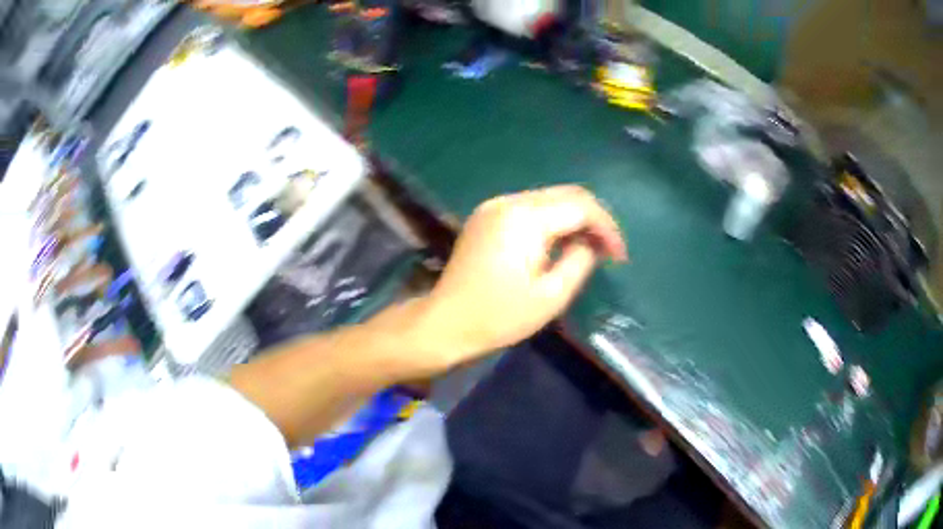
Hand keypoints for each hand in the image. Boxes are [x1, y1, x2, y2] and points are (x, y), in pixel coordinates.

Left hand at [419, 185, 626, 363]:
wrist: (446, 324)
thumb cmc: (499, 316)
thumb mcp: (551, 296)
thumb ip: (581, 260)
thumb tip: (592, 243)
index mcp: (525, 217)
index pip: (580, 206)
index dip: (606, 228)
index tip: (619, 256)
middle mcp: (509, 201)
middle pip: (566, 194)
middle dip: (593, 219)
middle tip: (608, 250)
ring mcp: (494, 206)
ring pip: (549, 199)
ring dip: (573, 219)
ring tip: (588, 248)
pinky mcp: (486, 216)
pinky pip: (529, 208)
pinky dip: (551, 221)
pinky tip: (559, 243)